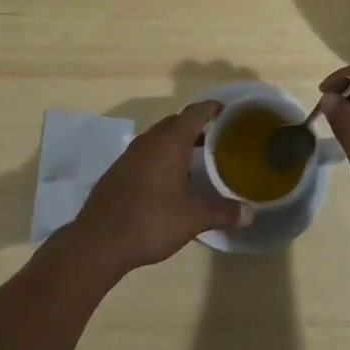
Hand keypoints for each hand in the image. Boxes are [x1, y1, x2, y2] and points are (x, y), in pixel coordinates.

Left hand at [69, 101, 250, 276]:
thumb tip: (250, 213)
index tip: (227, 112)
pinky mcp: (118, 171)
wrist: (99, 241)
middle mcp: (149, 141)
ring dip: (176, 143)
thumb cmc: (151, 221)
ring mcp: (129, 155)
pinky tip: (167, 182)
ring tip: (195, 161)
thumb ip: (223, 212)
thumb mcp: (193, 218)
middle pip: (175, 122)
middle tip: (216, 140)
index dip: (212, 108)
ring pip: (158, 138)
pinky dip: (160, 158)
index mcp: (170, 142)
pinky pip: (145, 154)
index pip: (195, 112)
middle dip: (196, 127)